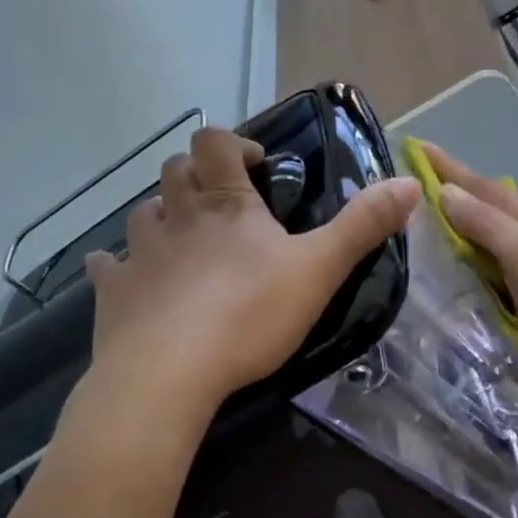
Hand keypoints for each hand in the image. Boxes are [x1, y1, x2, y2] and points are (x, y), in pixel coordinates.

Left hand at [86, 128, 419, 412]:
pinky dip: (119, 265)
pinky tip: (128, 279)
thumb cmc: (249, 315)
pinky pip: (108, 266)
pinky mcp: (113, 293)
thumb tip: (409, 182)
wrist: (168, 374)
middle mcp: (176, 217)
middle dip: (196, 176)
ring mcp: (139, 253)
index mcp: (225, 205)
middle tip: (221, 203)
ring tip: (182, 241)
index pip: (215, 143)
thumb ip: (363, 226)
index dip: (232, 144)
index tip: (254, 166)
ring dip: (161, 216)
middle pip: (174, 172)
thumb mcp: (320, 270)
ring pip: (141, 214)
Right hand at [424, 144, 517, 384]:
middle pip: (483, 205)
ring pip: (487, 237)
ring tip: (425, 224)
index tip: (416, 145)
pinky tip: (455, 272)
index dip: (446, 166)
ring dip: (459, 227)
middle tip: (411, 187)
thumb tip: (444, 190)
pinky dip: (471, 263)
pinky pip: (492, 269)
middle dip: (450, 192)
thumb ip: (483, 222)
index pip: (478, 184)